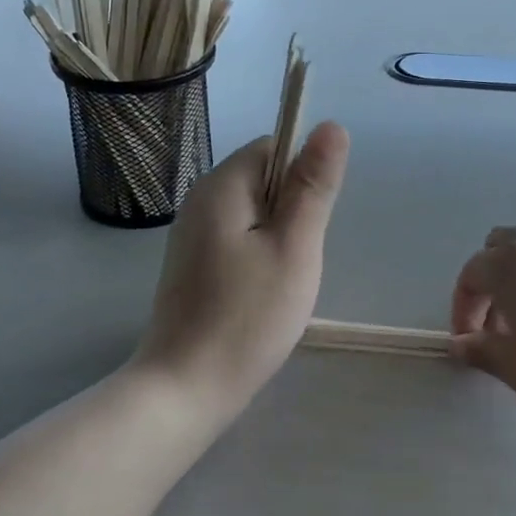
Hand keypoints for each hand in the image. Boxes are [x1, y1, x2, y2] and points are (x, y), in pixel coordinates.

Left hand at [135, 121, 349, 422]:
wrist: (185, 389)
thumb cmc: (247, 316)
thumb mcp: (294, 246)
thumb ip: (313, 186)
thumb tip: (331, 126)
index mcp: (222, 185)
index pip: (274, 148)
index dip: (302, 178)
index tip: (308, 224)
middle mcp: (200, 200)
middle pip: (264, 181)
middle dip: (292, 214)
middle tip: (295, 261)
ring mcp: (192, 234)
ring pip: (255, 215)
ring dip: (278, 240)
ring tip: (280, 283)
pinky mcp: (193, 264)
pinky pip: (239, 241)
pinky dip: (259, 259)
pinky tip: (260, 297)